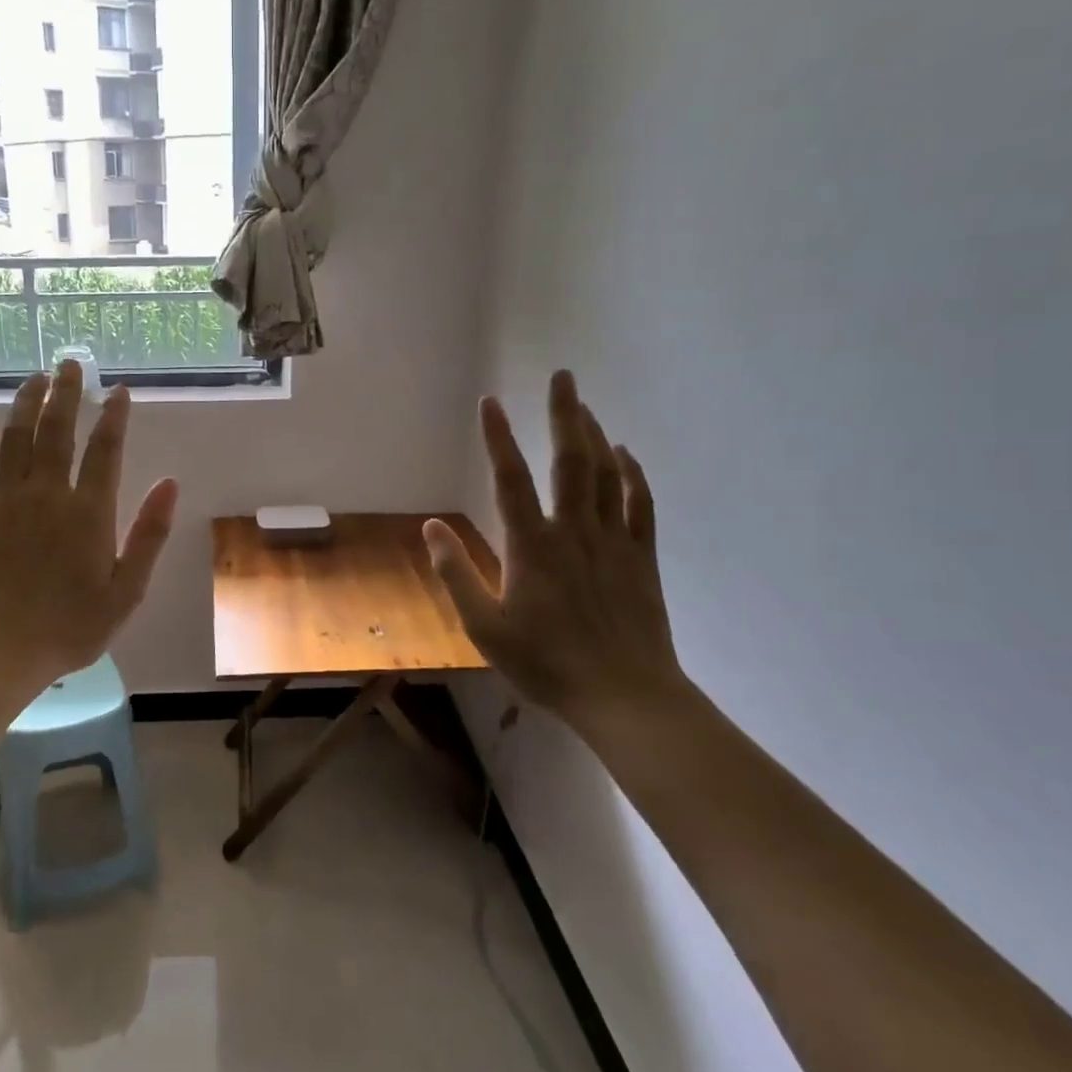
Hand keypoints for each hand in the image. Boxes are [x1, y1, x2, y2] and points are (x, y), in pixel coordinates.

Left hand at [0, 360, 178, 683]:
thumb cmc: (72, 626)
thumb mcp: (127, 590)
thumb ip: (149, 534)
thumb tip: (170, 483)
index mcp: (90, 511)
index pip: (105, 449)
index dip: (114, 416)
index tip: (119, 391)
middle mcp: (48, 494)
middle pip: (57, 430)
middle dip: (67, 393)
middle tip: (71, 363)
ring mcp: (7, 500)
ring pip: (16, 438)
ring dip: (26, 404)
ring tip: (36, 378)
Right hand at [425, 370, 687, 722]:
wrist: (624, 695)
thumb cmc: (546, 663)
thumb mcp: (485, 628)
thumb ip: (456, 574)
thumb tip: (430, 527)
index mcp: (532, 547)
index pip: (510, 480)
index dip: (498, 438)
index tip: (490, 402)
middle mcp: (574, 531)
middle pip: (570, 461)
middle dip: (565, 414)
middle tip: (563, 376)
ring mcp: (613, 541)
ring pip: (607, 474)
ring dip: (595, 435)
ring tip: (584, 406)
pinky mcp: (641, 557)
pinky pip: (639, 503)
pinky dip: (633, 473)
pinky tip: (625, 454)